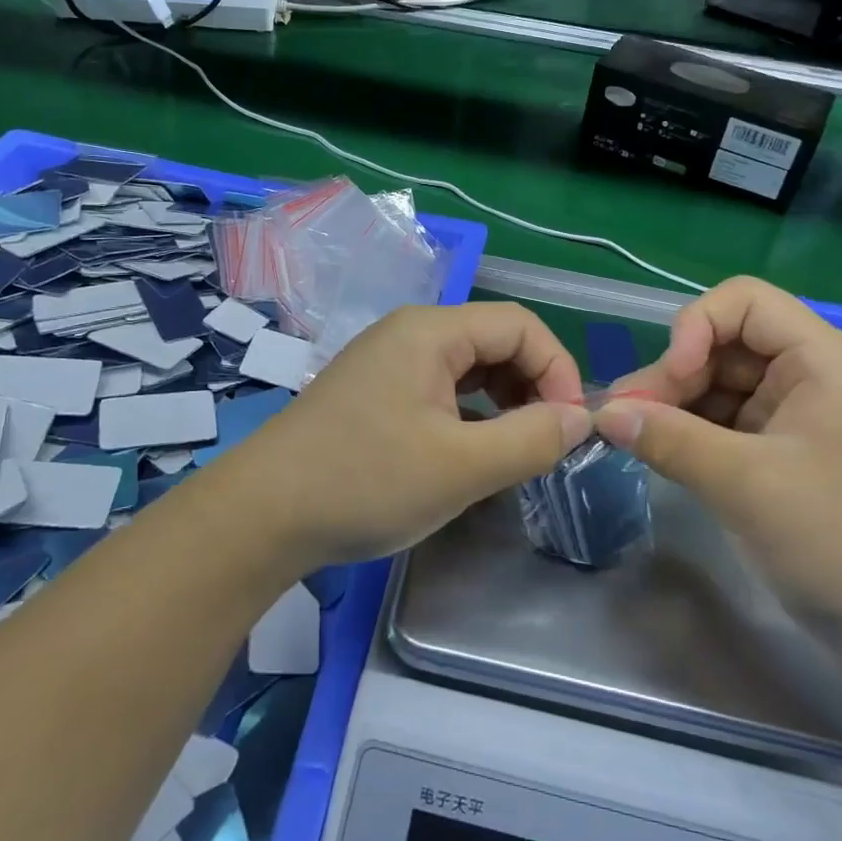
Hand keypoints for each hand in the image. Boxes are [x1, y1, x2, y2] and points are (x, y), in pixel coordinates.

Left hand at [225, 303, 589, 568]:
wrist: (261, 515)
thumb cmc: (365, 481)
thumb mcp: (461, 467)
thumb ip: (531, 439)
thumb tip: (581, 419)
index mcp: (431, 330)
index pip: (520, 325)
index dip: (558, 369)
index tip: (571, 427)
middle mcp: (410, 332)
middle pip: (495, 340)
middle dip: (533, 385)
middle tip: (547, 442)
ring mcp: (387, 360)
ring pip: (468, 366)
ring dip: (503, 400)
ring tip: (516, 449)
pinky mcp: (374, 391)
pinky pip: (440, 387)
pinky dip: (470, 412)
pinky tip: (472, 450)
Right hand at [593, 277, 841, 651]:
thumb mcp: (747, 485)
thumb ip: (669, 439)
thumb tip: (602, 413)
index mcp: (821, 360)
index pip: (744, 302)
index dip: (696, 326)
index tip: (670, 379)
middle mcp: (811, 376)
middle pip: (726, 344)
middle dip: (674, 375)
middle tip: (627, 419)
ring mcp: (800, 417)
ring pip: (721, 385)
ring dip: (676, 405)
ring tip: (635, 439)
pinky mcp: (788, 455)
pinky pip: (728, 424)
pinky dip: (692, 433)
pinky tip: (664, 455)